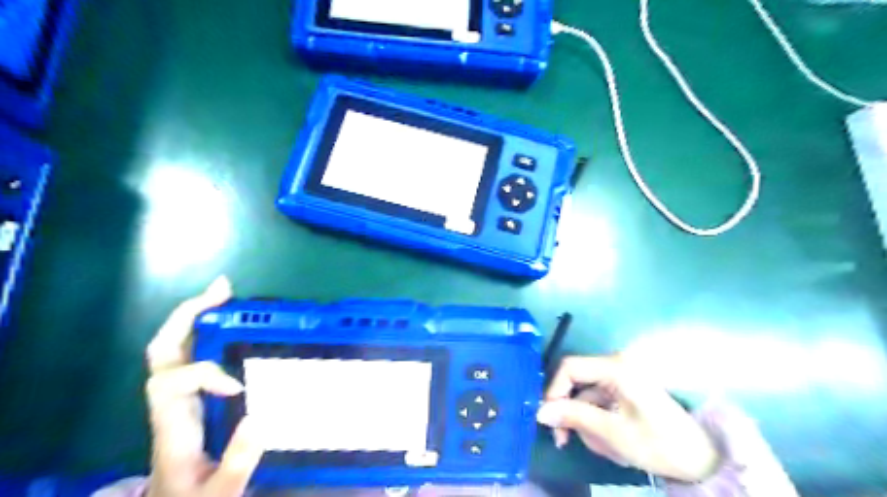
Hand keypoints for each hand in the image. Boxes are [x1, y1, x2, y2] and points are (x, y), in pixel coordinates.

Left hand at [145, 278, 261, 496]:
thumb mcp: (220, 491)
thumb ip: (239, 461)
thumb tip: (259, 417)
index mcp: (172, 425)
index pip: (171, 383)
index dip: (205, 373)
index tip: (237, 388)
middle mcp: (168, 402)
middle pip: (162, 350)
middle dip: (189, 316)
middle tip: (222, 291)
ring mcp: (176, 395)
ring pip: (171, 347)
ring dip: (196, 315)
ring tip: (225, 294)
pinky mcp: (189, 392)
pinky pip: (189, 353)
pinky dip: (206, 329)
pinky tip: (229, 321)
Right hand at [533, 355, 718, 483]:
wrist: (704, 459)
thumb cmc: (659, 443)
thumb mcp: (612, 433)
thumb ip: (574, 417)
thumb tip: (539, 411)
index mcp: (615, 367)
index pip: (569, 368)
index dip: (554, 391)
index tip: (548, 419)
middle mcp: (615, 366)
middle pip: (576, 383)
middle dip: (571, 412)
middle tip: (566, 441)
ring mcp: (621, 378)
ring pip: (585, 397)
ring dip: (587, 423)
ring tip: (605, 448)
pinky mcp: (625, 391)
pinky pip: (598, 403)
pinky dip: (598, 423)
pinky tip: (613, 444)